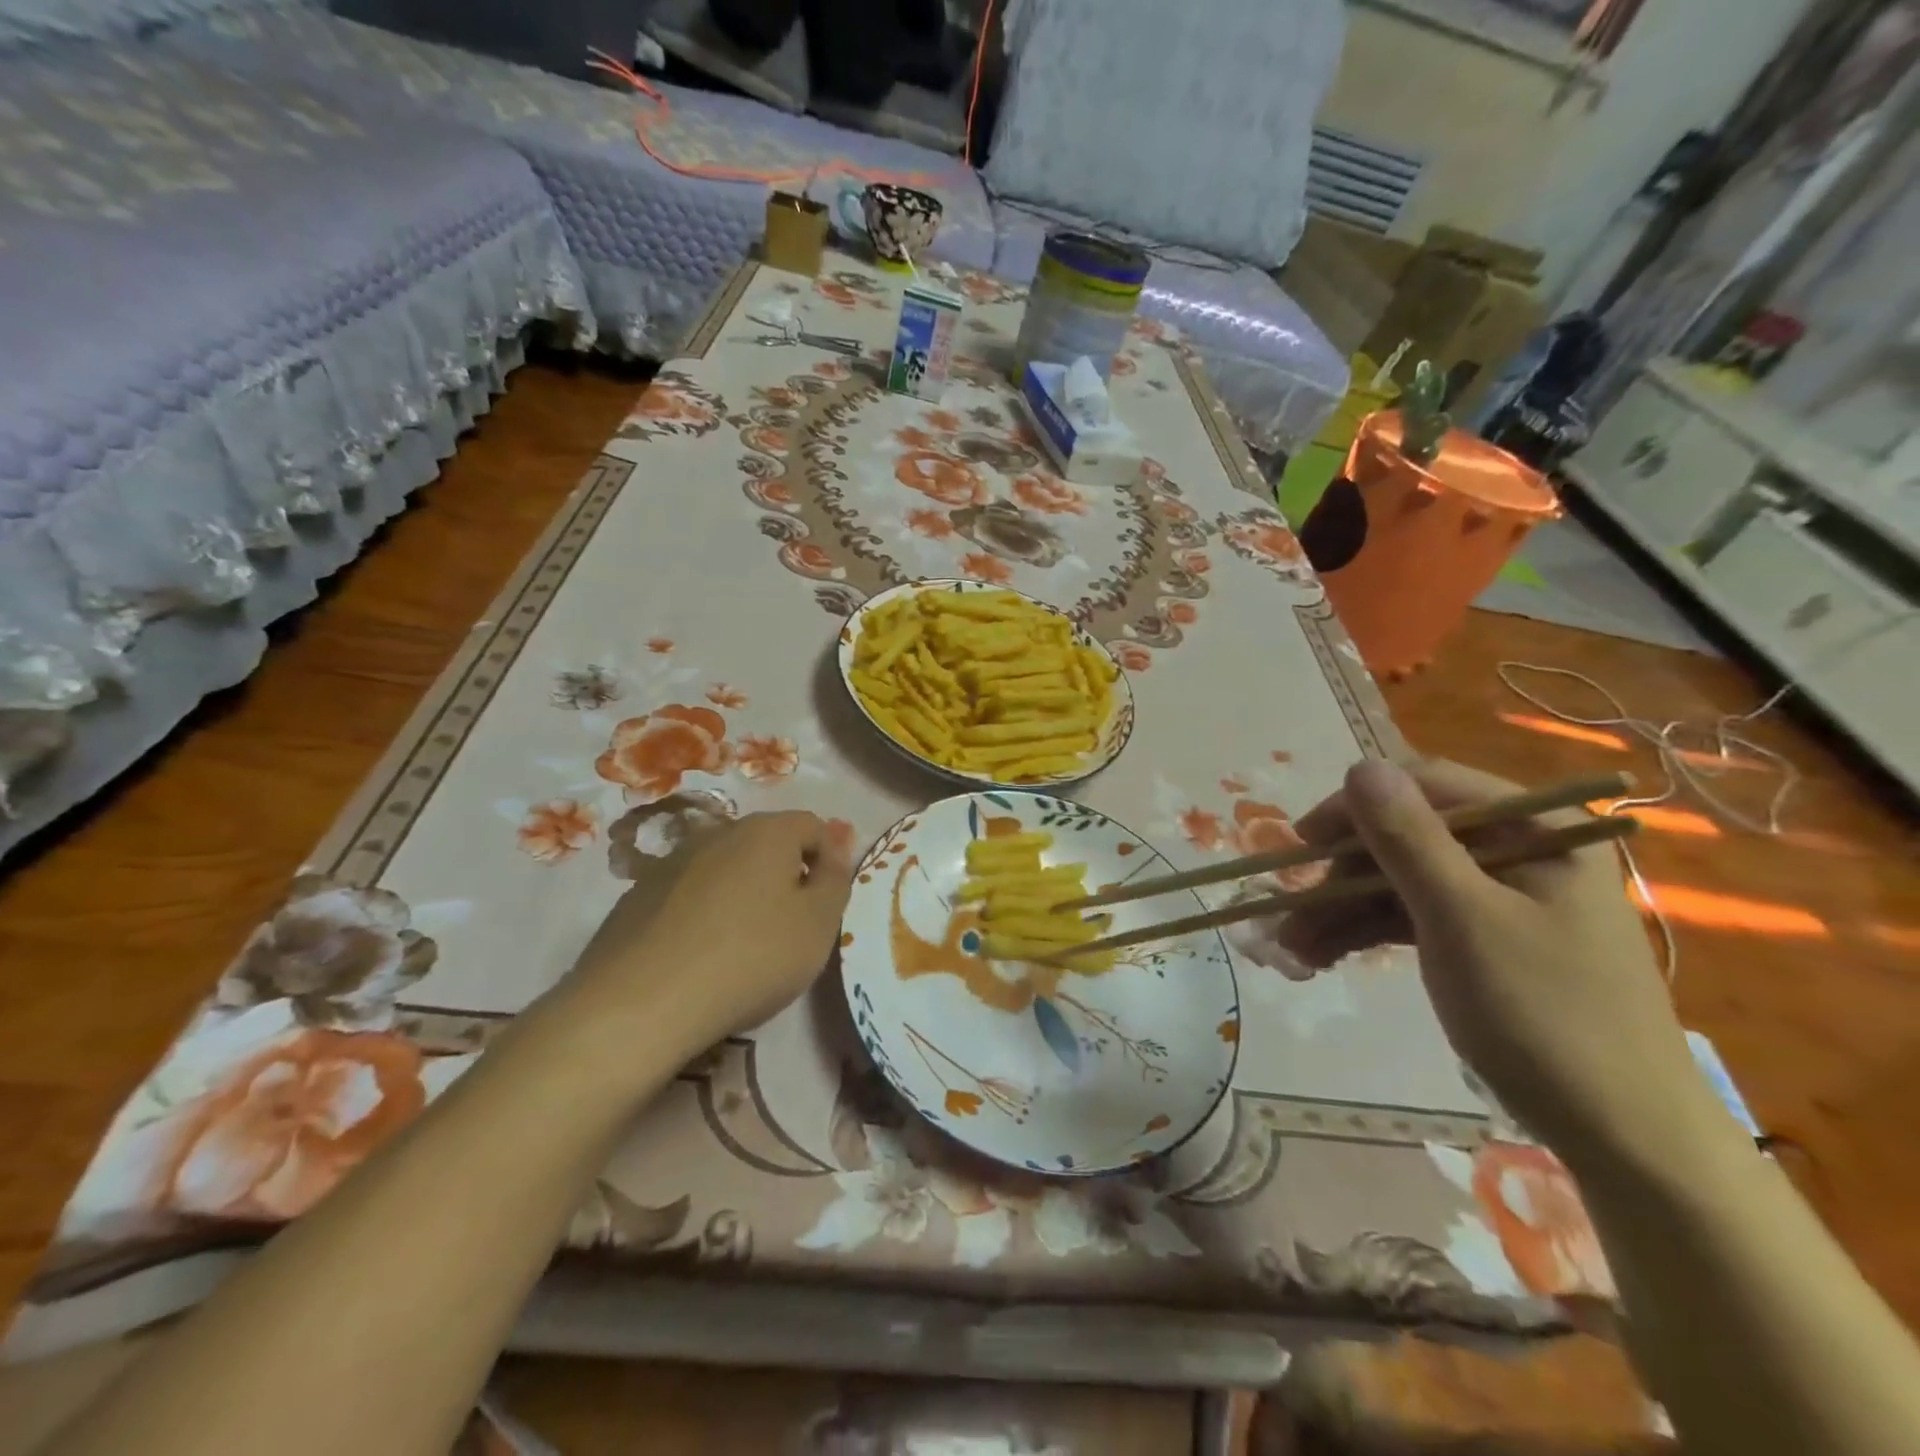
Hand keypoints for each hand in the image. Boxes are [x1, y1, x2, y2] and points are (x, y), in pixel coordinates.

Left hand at [564, 811, 853, 1054]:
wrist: (641, 1003)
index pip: (813, 826)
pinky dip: (704, 913)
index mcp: (767, 831)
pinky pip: (688, 894)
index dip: (830, 860)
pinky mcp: (638, 895)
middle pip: (768, 843)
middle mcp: (719, 832)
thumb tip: (835, 851)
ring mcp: (672, 862)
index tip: (828, 903)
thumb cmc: (751, 958)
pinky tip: (700, 955)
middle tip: (792, 926)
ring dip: (744, 893)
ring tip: (744, 944)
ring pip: (726, 867)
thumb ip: (836, 880)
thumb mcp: (818, 924)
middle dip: (786, 875)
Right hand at [1280, 759, 1716, 1172]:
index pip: (1427, 788)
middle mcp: (1519, 851)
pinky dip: (1366, 934)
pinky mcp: (1485, 939)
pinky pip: (1412, 917)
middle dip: (1341, 877)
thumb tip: (1360, 766)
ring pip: (1400, 881)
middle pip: (1406, 838)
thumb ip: (1408, 838)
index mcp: (1537, 829)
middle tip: (1289, 912)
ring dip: (1342, 911)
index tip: (1301, 843)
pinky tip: (1321, 956)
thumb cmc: (1544, 1015)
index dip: (1356, 808)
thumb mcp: (1462, 918)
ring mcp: (1501, 898)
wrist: (1622, 1138)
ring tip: (1292, 949)